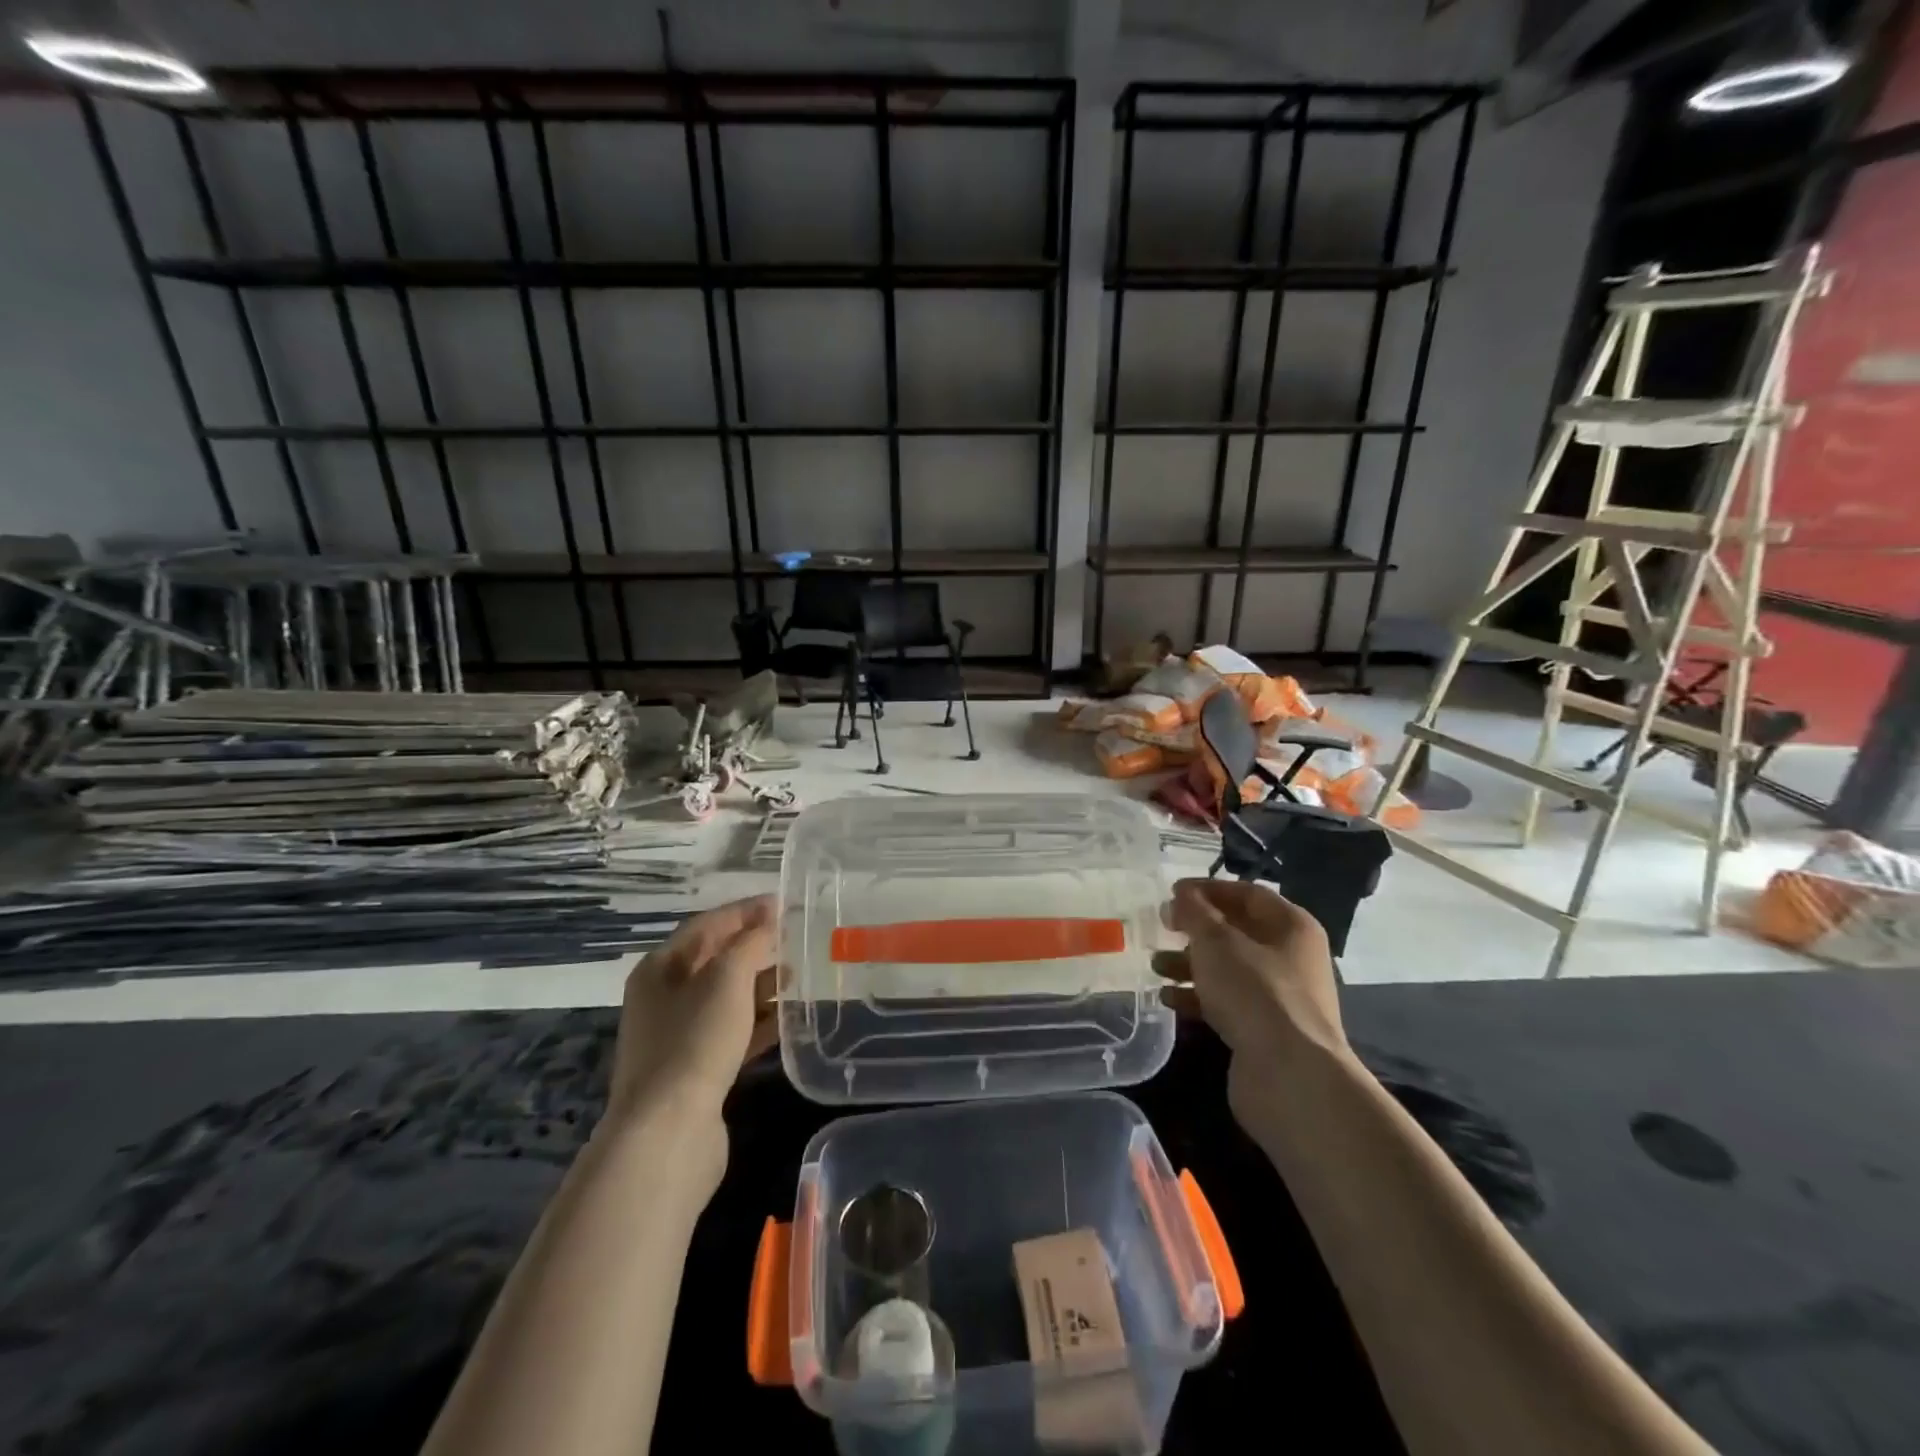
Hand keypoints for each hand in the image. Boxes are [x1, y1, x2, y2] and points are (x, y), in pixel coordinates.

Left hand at [607, 896, 778, 1132]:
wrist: (668, 1133)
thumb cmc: (695, 1040)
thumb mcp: (727, 978)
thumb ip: (752, 943)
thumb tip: (769, 921)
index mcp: (660, 968)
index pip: (708, 924)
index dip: (746, 911)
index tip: (785, 903)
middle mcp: (664, 998)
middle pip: (716, 960)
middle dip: (757, 947)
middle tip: (798, 939)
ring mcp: (679, 1036)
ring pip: (727, 998)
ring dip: (762, 984)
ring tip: (801, 976)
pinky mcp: (697, 1070)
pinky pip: (733, 1032)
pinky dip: (759, 1021)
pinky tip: (789, 1019)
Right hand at [1155, 878, 1350, 1126]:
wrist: (1289, 1076)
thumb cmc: (1255, 992)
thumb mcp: (1216, 941)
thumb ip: (1194, 912)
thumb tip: (1182, 895)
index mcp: (1292, 927)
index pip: (1247, 893)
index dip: (1208, 889)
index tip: (1171, 892)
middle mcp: (1291, 958)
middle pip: (1236, 932)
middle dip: (1195, 930)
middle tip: (1161, 927)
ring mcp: (1279, 997)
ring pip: (1228, 969)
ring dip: (1190, 964)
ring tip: (1156, 966)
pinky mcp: (1264, 1031)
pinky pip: (1226, 1003)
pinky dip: (1197, 997)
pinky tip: (1168, 999)